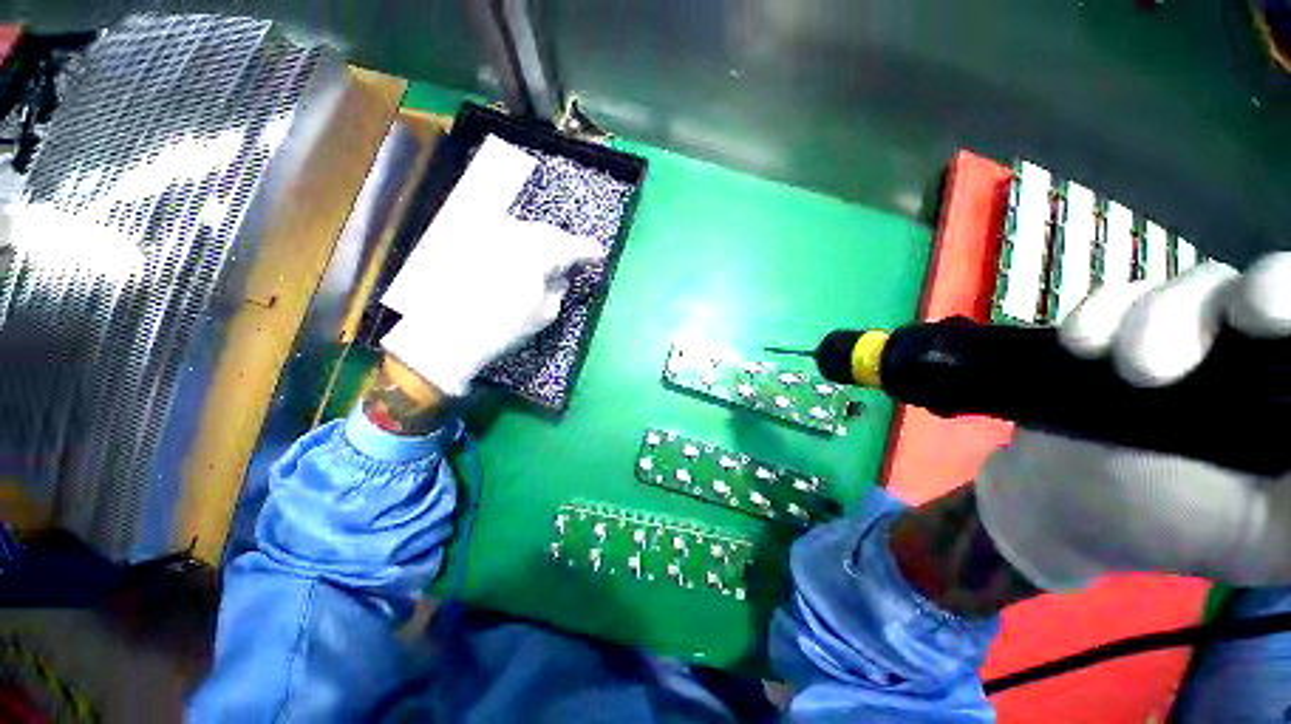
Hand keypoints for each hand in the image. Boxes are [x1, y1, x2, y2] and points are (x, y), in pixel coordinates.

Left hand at [380, 216, 603, 396]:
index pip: (572, 246)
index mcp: (538, 252)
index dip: (588, 250)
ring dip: (541, 241)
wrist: (446, 333)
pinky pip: (503, 234)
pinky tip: (520, 256)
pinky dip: (518, 243)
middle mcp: (514, 233)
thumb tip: (562, 275)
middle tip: (574, 258)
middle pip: (548, 232)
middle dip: (564, 244)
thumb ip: (558, 288)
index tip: (599, 255)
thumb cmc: (504, 326)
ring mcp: (489, 233)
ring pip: (525, 230)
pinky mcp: (469, 239)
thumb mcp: (544, 313)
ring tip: (548, 257)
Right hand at [977, 253, 1290, 589]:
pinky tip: (1084, 347)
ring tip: (1129, 371)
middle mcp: (1254, 351)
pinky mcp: (1120, 324)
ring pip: (1196, 285)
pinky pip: (1119, 295)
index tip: (1275, 321)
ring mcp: (1184, 331)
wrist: (1061, 503)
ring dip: (1158, 318)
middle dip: (1252, 297)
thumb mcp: (1267, 536)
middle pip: (1266, 286)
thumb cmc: (1171, 526)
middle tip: (1239, 320)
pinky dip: (1102, 312)